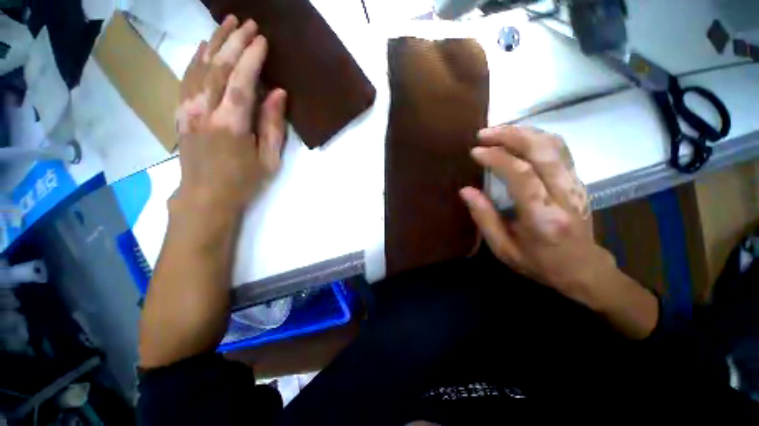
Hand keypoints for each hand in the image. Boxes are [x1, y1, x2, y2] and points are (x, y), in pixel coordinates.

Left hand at [174, 15, 286, 214]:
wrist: (206, 196)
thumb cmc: (244, 181)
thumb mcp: (269, 159)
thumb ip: (273, 126)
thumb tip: (279, 94)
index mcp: (232, 125)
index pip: (242, 82)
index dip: (252, 58)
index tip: (263, 40)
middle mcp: (206, 111)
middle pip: (218, 67)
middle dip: (233, 42)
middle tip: (248, 23)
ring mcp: (188, 110)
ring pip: (199, 67)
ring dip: (214, 42)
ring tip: (227, 23)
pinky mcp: (181, 113)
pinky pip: (187, 78)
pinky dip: (196, 58)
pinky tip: (204, 47)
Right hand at [460, 126, 615, 303]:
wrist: (583, 269)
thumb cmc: (539, 263)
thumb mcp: (503, 248)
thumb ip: (484, 217)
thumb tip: (466, 191)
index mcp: (543, 217)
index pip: (522, 174)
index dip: (497, 158)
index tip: (476, 151)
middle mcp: (564, 195)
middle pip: (542, 150)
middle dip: (510, 135)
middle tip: (484, 133)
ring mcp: (576, 184)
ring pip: (554, 144)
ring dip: (523, 132)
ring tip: (498, 132)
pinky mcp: (578, 180)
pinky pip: (559, 149)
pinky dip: (537, 137)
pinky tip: (520, 138)